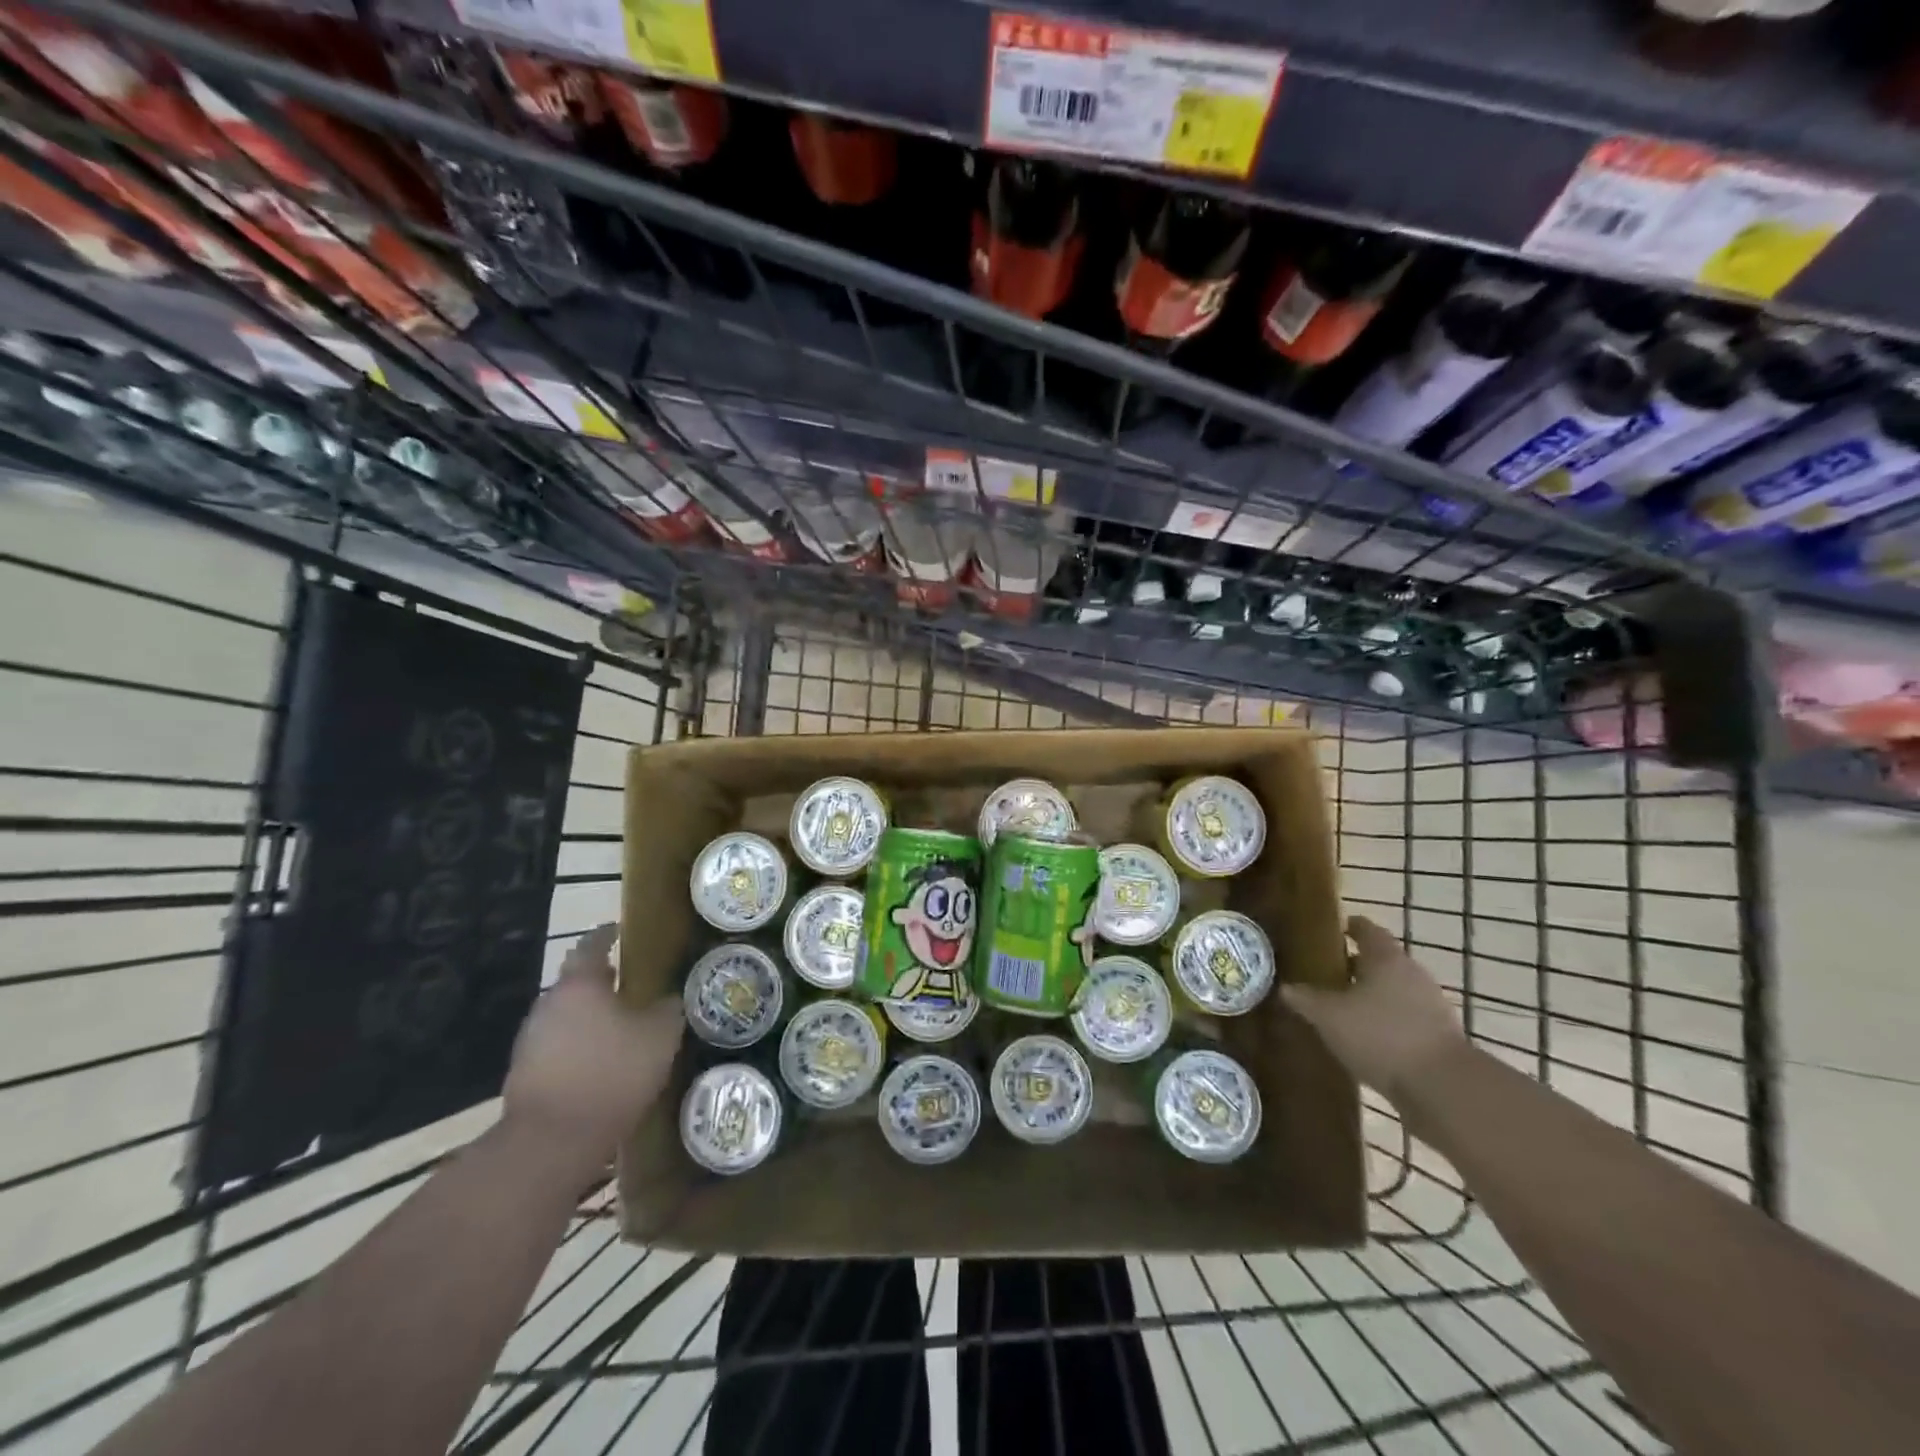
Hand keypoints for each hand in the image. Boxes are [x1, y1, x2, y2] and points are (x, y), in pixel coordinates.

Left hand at [503, 923, 682, 1169]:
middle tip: (627, 982)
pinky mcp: (523, 1073)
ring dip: (586, 1015)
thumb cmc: (612, 1072)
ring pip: (564, 1014)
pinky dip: (576, 1045)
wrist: (552, 1140)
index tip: (620, 930)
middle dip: (599, 979)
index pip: (593, 944)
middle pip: (574, 980)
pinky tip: (597, 1061)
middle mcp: (549, 1002)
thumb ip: (668, 1008)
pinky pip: (556, 1046)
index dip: (608, 934)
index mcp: (581, 983)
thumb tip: (671, 998)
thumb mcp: (660, 1035)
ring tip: (616, 1025)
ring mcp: (530, 1038)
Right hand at [1280, 915, 1465, 1100]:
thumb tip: (1284, 987)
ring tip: (1343, 1009)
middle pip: (1381, 960)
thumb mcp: (1329, 1016)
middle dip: (1355, 966)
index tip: (1329, 931)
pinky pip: (1406, 1018)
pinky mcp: (1440, 1036)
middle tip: (1326, 974)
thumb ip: (1305, 999)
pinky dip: (1387, 1022)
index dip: (1348, 927)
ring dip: (1372, 996)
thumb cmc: (1380, 1035)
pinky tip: (1367, 1038)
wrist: (1443, 1087)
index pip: (1366, 929)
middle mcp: (1412, 973)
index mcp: (1385, 957)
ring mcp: (1431, 1005)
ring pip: (1394, 990)